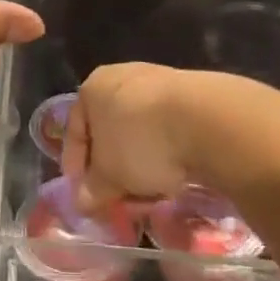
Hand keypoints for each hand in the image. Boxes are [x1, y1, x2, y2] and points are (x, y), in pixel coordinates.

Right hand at [63, 62, 226, 211]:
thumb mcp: (109, 175)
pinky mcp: (187, 94)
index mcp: (93, 88)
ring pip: (138, 131)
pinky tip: (173, 174)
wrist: (205, 119)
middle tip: (117, 199)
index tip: (84, 197)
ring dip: (139, 162)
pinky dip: (164, 153)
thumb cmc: (140, 141)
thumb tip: (82, 202)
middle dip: (111, 168)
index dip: (76, 168)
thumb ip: (92, 189)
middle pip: (108, 131)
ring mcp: (156, 82)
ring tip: (148, 193)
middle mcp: (121, 77)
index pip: (74, 131)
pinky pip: (165, 129)